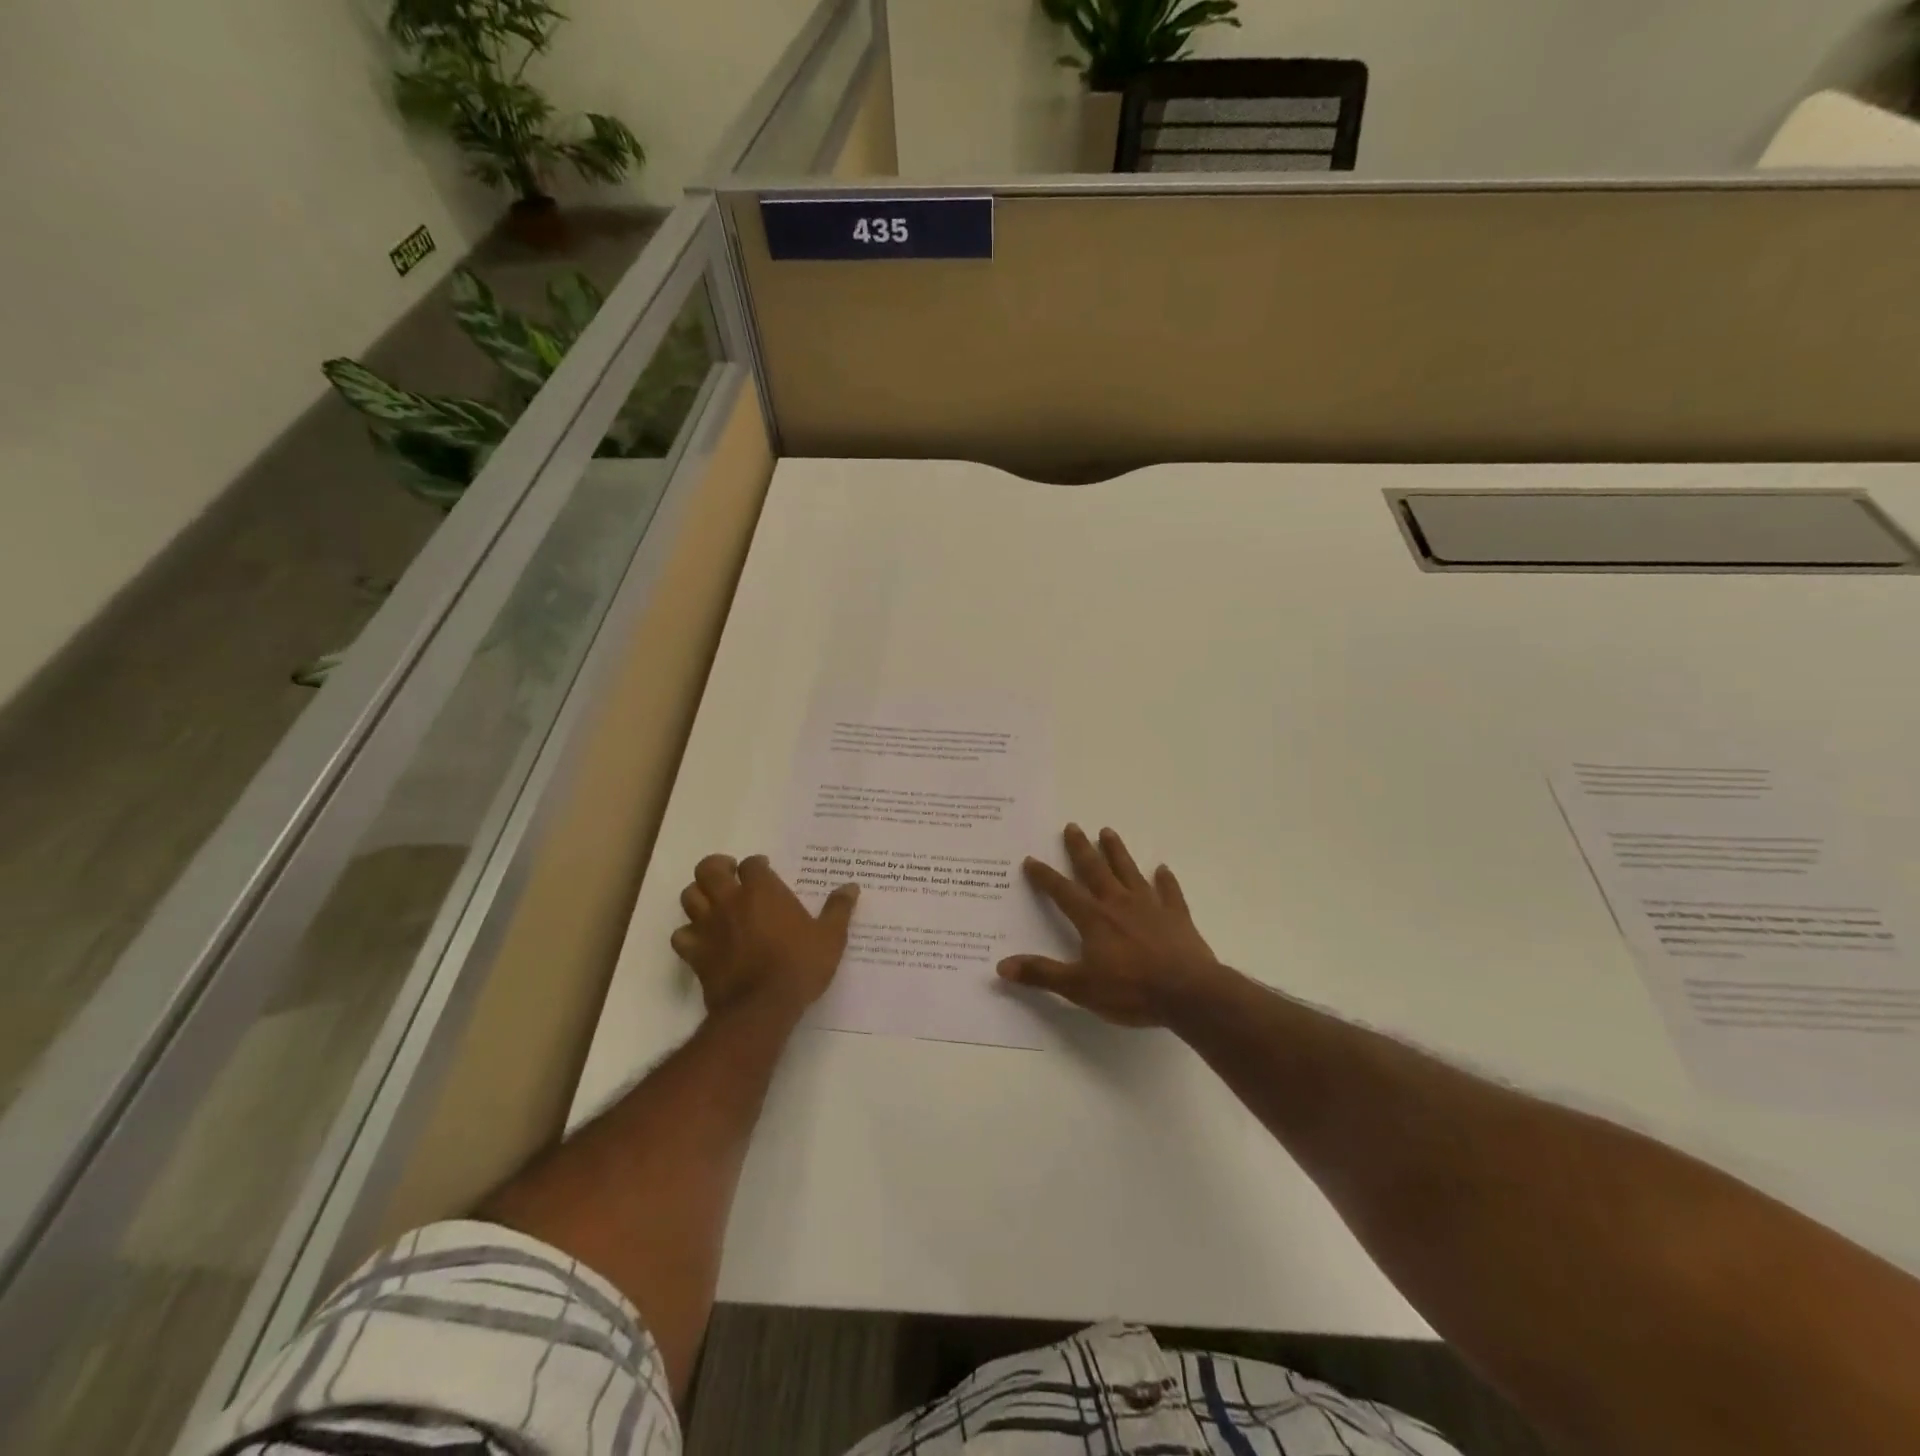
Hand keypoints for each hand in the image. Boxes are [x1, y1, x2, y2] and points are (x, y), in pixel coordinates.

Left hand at [671, 854, 858, 1019]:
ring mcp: (709, 926)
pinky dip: (688, 933)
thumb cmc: (799, 965)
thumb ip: (838, 909)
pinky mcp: (696, 953)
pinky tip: (701, 939)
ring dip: (699, 895)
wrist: (762, 1007)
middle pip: (708, 869)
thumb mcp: (830, 937)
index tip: (765, 871)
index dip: (757, 865)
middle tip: (730, 876)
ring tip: (713, 902)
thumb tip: (851, 887)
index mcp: (763, 891)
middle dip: (717, 867)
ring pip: (689, 896)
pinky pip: (681, 935)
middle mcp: (731, 901)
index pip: (752, 864)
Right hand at [997, 824, 1225, 1027]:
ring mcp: (1150, 907)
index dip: (1045, 876)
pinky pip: (1169, 893)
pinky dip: (1165, 880)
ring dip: (1117, 852)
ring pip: (1129, 872)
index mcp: (1093, 919)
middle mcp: (1118, 904)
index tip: (1031, 859)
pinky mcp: (1176, 917)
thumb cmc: (1131, 990)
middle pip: (1095, 870)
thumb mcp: (1079, 987)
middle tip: (1072, 826)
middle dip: (1081, 849)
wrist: (1187, 993)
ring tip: (1107, 832)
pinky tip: (1162, 869)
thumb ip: (1042, 974)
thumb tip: (1002, 965)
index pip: (1062, 891)